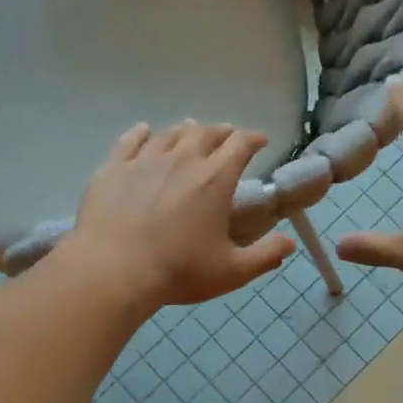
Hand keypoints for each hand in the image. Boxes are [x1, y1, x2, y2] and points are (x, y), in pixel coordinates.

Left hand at [61, 120, 296, 311]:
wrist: (112, 271)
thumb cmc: (178, 271)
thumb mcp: (231, 271)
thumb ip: (265, 255)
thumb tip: (289, 242)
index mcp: (215, 179)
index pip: (240, 144)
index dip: (253, 139)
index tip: (260, 141)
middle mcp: (182, 159)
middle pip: (206, 132)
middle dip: (221, 132)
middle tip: (226, 139)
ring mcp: (145, 160)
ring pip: (170, 133)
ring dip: (185, 131)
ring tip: (190, 134)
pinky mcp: (114, 167)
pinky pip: (130, 140)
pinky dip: (142, 133)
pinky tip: (144, 131)